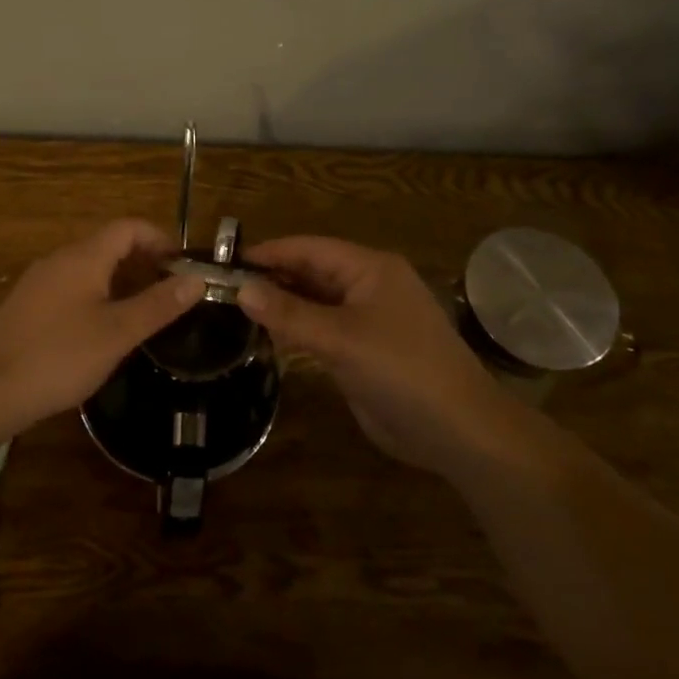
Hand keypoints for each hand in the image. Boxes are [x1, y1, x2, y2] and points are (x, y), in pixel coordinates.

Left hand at [0, 219, 205, 432]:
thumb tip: (198, 279)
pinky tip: (102, 330)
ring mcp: (39, 282)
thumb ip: (159, 305)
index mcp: (83, 256)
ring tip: (143, 312)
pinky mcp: (27, 306)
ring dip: (120, 280)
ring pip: (89, 268)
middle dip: (143, 261)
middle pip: (108, 244)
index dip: (160, 239)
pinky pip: (71, 287)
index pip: (128, 227)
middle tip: (170, 293)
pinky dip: (97, 295)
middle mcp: (59, 259)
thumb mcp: (118, 332)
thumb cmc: (59, 356)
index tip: (183, 267)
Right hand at [236, 236, 503, 475]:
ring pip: (314, 302)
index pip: (309, 248)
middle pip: (311, 273)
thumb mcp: (341, 339)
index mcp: (370, 269)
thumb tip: (240, 289)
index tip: (225, 260)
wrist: (457, 430)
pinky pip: (321, 330)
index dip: (269, 252)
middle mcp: (367, 287)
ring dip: (281, 304)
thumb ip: (289, 313)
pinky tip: (266, 335)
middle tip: (221, 287)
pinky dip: (295, 330)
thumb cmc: (402, 370)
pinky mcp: (363, 351)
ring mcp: (367, 320)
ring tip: (233, 308)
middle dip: (271, 278)